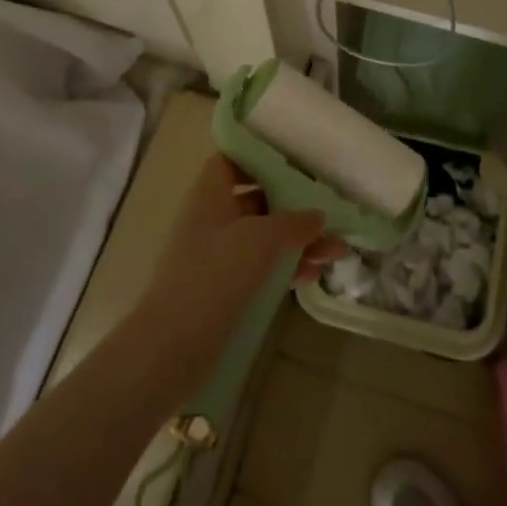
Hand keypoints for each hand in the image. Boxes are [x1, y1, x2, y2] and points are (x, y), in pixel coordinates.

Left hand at [138, 154, 345, 381]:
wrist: (170, 348)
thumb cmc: (213, 275)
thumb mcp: (260, 239)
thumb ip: (293, 222)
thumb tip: (317, 215)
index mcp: (210, 194)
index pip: (231, 160)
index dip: (259, 158)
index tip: (294, 162)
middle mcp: (211, 219)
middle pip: (256, 200)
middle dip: (293, 206)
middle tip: (329, 211)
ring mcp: (216, 256)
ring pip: (263, 238)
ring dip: (297, 242)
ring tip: (336, 251)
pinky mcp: (223, 289)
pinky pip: (260, 268)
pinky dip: (285, 268)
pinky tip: (314, 275)